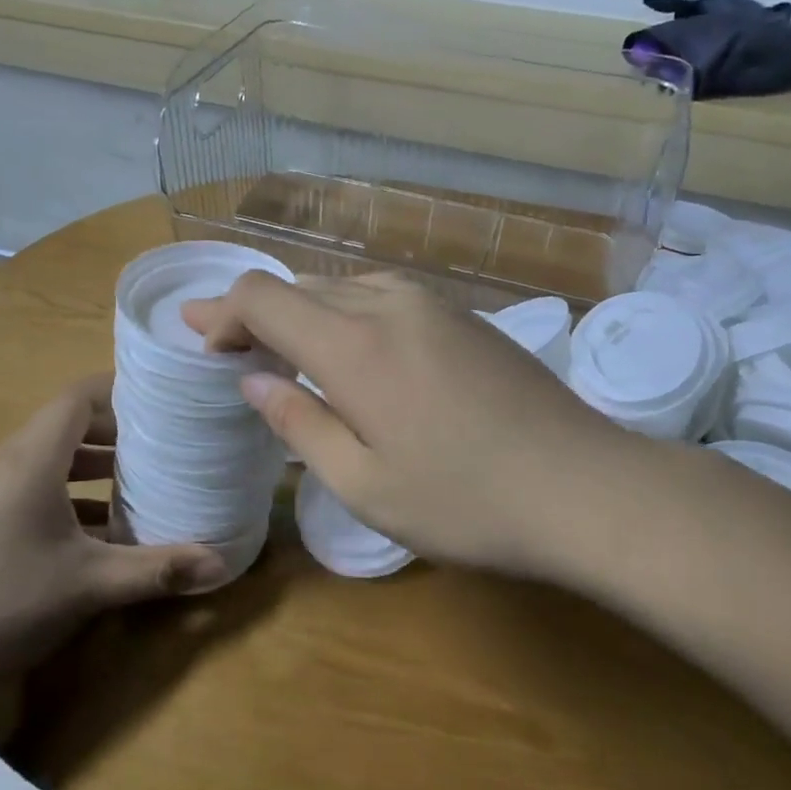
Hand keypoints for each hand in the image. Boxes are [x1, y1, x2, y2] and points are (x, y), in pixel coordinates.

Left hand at [0, 375, 228, 695]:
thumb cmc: (4, 604)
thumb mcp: (90, 585)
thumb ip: (157, 570)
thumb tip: (221, 566)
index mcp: (29, 461)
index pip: (77, 398)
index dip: (120, 392)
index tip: (162, 403)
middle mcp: (2, 463)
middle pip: (64, 426)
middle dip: (115, 434)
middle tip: (162, 448)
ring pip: (45, 461)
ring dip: (91, 469)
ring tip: (137, 487)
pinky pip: (26, 488)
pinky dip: (64, 496)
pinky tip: (93, 534)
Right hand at [183, 272, 632, 579]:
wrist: (586, 489)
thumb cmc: (465, 502)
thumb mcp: (364, 483)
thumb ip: (301, 423)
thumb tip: (255, 381)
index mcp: (354, 344)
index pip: (263, 297)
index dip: (223, 312)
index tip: (204, 343)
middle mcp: (391, 305)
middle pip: (302, 287)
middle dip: (256, 313)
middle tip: (227, 346)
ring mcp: (437, 307)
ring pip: (346, 288)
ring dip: (306, 313)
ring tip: (287, 352)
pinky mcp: (469, 320)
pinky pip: (388, 299)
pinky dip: (350, 316)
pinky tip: (356, 353)